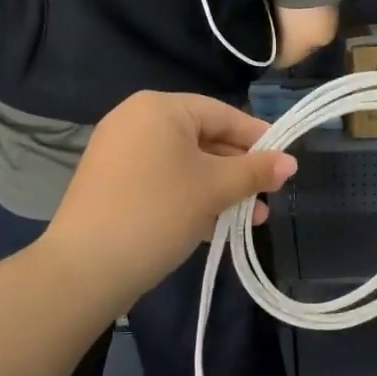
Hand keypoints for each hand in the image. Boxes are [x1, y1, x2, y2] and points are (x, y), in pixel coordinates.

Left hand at [45, 92, 296, 305]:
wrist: (85, 267)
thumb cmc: (158, 212)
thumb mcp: (214, 189)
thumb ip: (255, 172)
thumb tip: (291, 162)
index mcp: (159, 108)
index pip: (222, 113)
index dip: (257, 137)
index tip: (284, 161)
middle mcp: (135, 120)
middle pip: (203, 138)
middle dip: (238, 170)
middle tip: (269, 195)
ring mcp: (119, 152)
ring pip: (183, 163)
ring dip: (218, 188)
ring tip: (252, 218)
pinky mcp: (111, 183)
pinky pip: (162, 180)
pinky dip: (189, 196)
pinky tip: (214, 224)